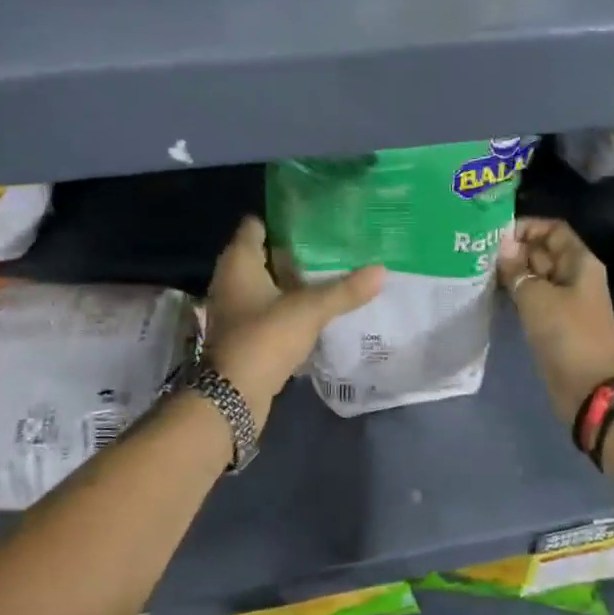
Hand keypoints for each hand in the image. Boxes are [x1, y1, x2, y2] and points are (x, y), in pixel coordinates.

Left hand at [204, 216, 383, 422]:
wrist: (234, 396)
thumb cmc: (265, 338)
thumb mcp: (309, 310)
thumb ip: (345, 290)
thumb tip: (382, 269)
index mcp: (239, 262)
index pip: (256, 225)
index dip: (283, 219)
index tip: (315, 218)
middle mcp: (231, 279)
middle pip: (264, 254)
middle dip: (296, 250)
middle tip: (333, 244)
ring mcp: (236, 308)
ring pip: (268, 283)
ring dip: (294, 280)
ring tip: (332, 272)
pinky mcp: (244, 332)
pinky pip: (269, 307)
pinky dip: (289, 304)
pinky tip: (317, 306)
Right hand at [499, 218, 613, 421]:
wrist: (589, 388)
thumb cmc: (567, 335)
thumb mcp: (536, 297)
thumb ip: (516, 269)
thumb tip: (502, 246)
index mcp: (580, 262)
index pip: (553, 229)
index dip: (527, 227)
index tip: (497, 235)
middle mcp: (575, 276)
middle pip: (544, 251)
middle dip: (515, 250)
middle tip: (481, 254)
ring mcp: (566, 300)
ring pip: (537, 276)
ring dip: (513, 273)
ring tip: (481, 271)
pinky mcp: (556, 322)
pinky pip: (535, 298)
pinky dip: (517, 293)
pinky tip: (493, 293)